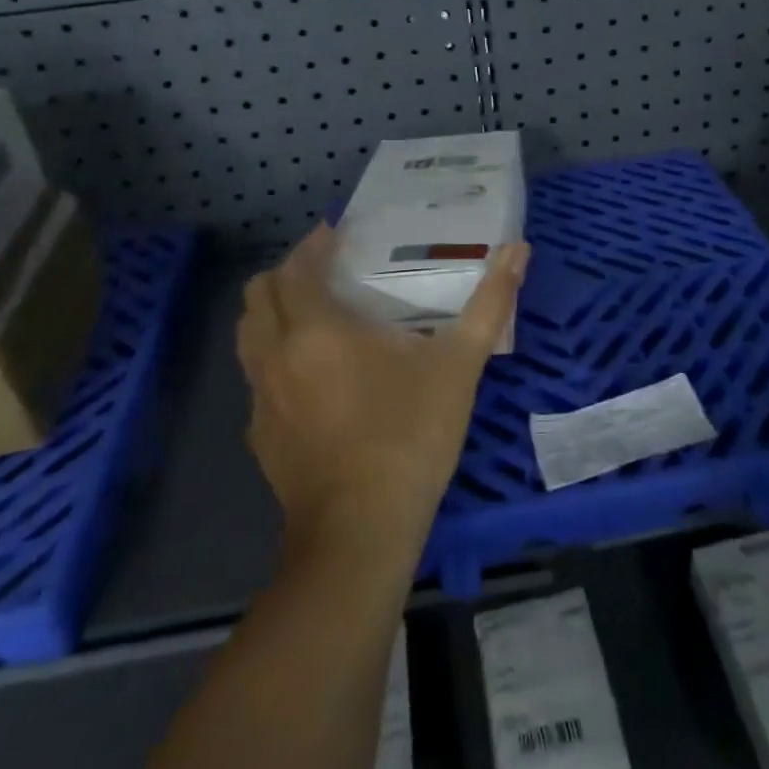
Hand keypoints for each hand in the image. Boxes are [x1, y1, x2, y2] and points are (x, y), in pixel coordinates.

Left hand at [239, 225, 529, 557]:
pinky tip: (312, 379)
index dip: (313, 245)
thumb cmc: (410, 435)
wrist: (360, 533)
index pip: (296, 267)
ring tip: (314, 317)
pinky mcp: (260, 437)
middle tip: (326, 272)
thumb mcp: (460, 364)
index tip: (336, 235)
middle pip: (258, 295)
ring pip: (249, 337)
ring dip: (272, 314)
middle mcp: (276, 355)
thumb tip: (519, 248)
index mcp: (316, 328)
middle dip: (287, 274)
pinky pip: (256, 379)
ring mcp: (262, 398)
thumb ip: (490, 302)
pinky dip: (275, 360)